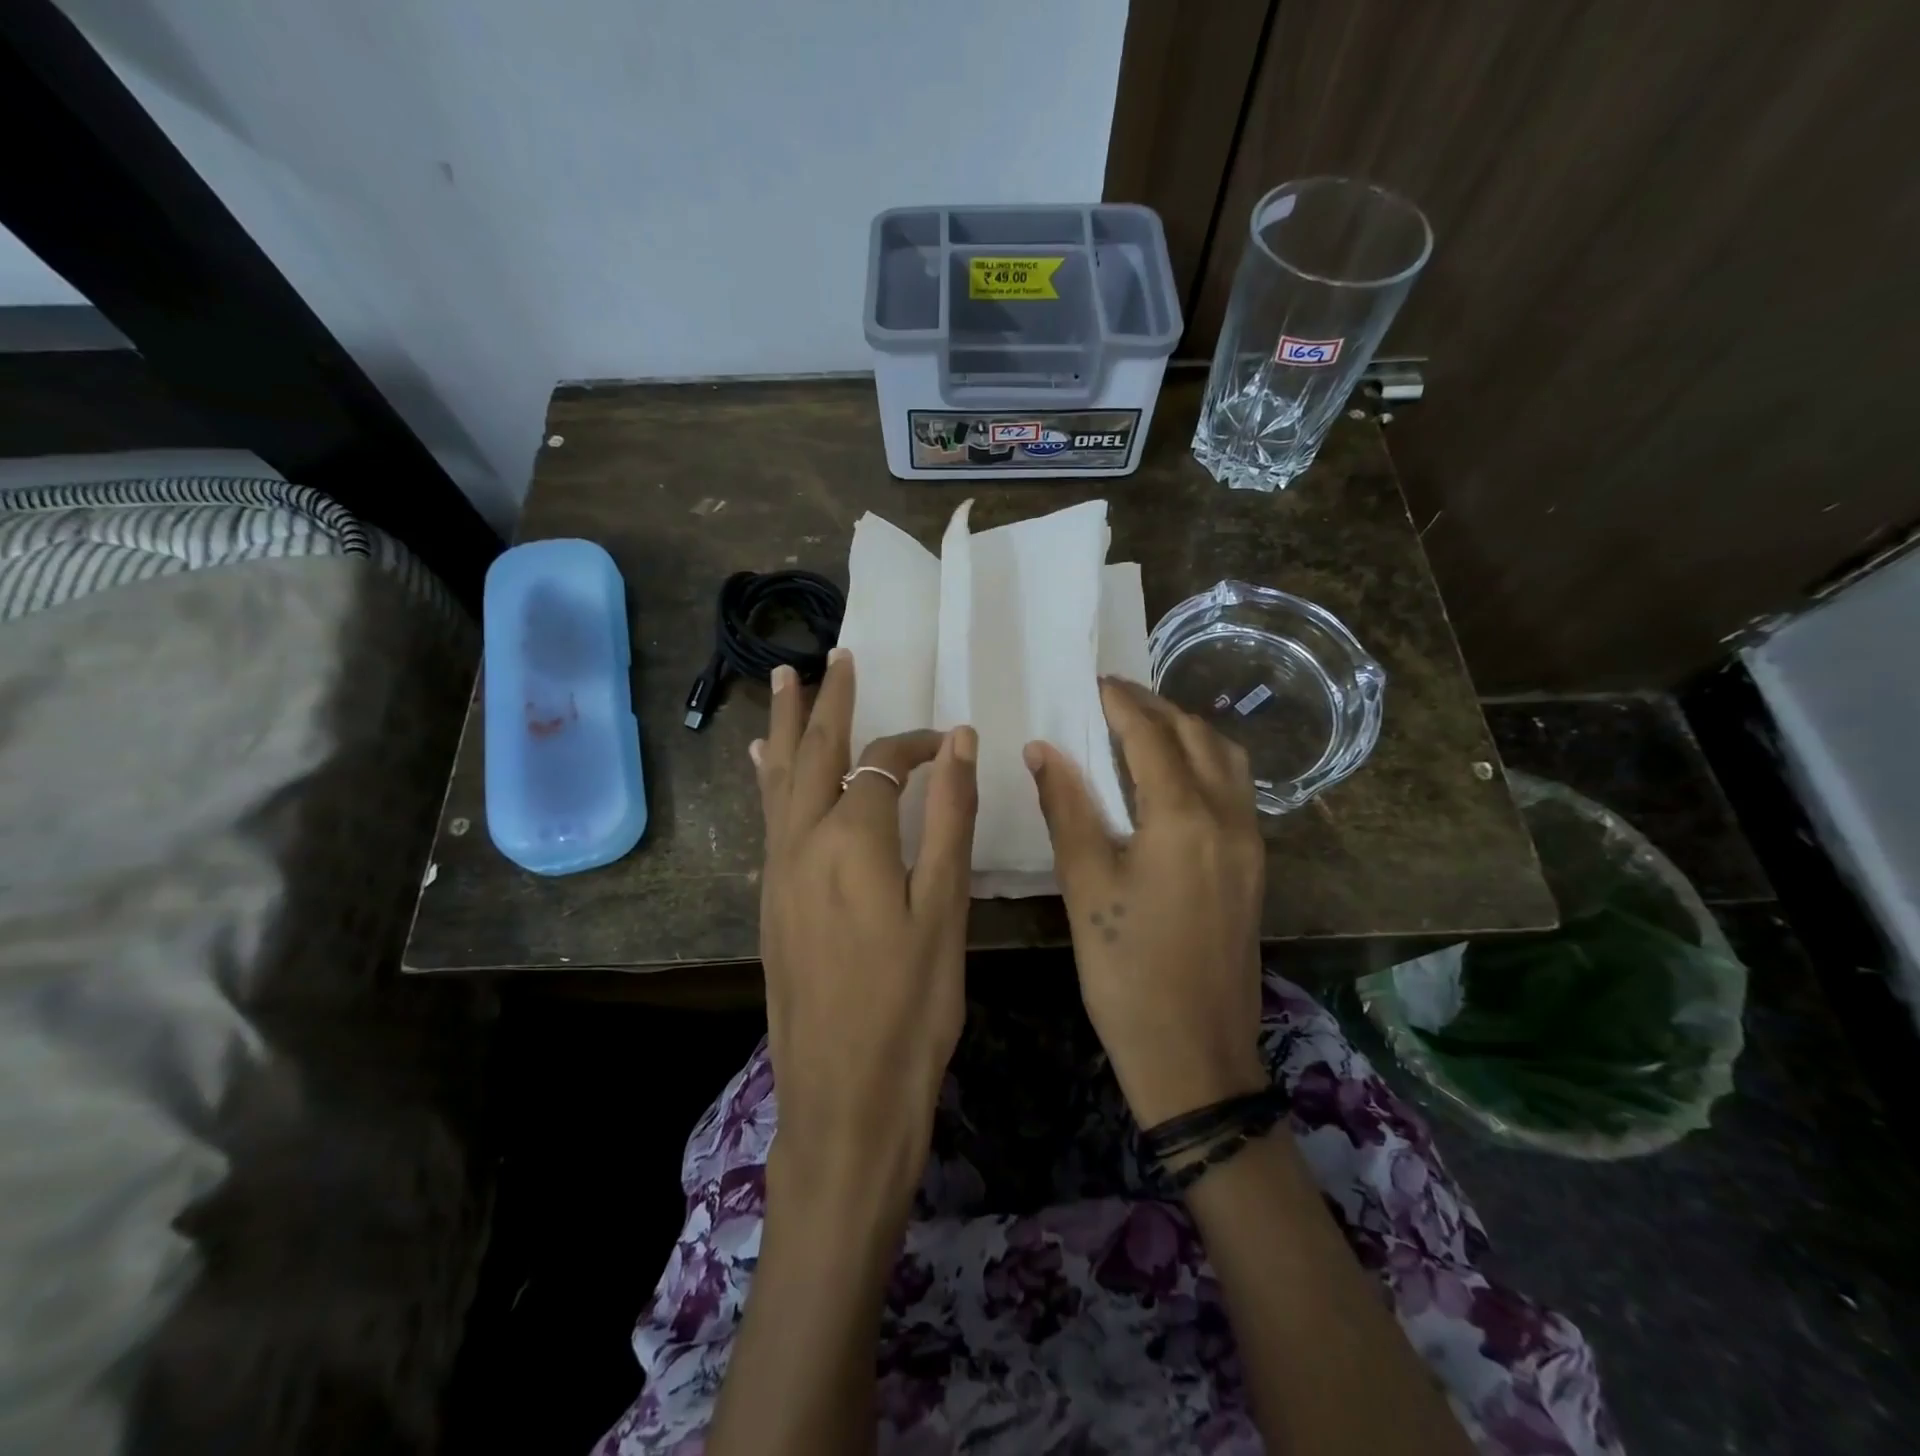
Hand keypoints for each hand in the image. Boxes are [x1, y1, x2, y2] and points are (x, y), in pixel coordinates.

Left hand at [752, 648, 978, 1217]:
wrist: (844, 1095)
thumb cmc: (910, 1006)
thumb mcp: (944, 909)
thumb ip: (950, 818)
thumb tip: (958, 741)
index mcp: (853, 839)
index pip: (883, 765)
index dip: (915, 746)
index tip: (948, 744)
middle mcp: (804, 841)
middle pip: (815, 752)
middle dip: (829, 701)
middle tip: (836, 656)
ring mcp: (779, 870)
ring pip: (781, 779)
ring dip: (788, 725)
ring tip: (784, 679)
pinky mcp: (770, 899)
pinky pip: (768, 817)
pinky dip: (769, 778)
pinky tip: (761, 762)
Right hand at [1025, 677, 1266, 1127]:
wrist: (1194, 1053)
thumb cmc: (1126, 970)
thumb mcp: (1085, 885)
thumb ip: (1066, 808)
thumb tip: (1043, 749)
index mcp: (1184, 818)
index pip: (1152, 737)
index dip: (1122, 704)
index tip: (1096, 682)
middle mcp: (1228, 818)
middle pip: (1198, 737)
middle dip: (1157, 708)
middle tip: (1115, 698)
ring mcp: (1249, 844)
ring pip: (1227, 760)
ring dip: (1188, 732)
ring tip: (1145, 728)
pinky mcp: (1253, 868)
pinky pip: (1235, 790)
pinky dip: (1205, 763)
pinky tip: (1172, 777)